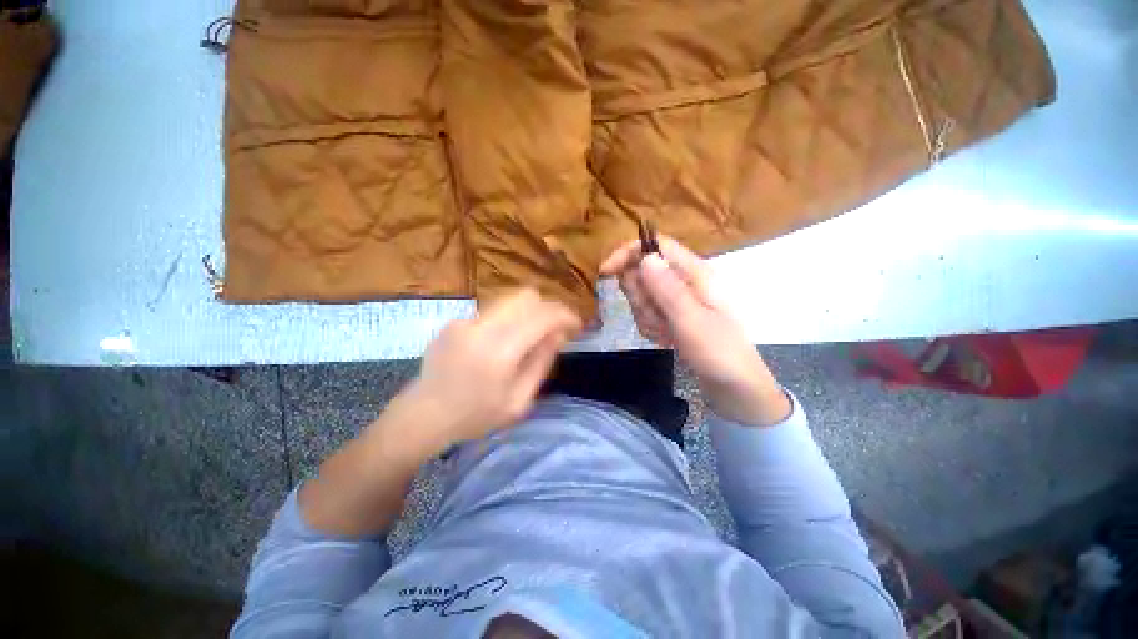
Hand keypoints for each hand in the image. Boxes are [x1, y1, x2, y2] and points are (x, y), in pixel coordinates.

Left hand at [402, 288, 581, 447]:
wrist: (424, 415)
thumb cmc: (475, 416)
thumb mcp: (518, 401)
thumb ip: (541, 363)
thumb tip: (559, 333)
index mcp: (499, 352)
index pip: (542, 316)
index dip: (566, 315)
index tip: (577, 325)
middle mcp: (482, 327)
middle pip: (526, 296)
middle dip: (549, 308)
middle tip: (557, 328)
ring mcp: (465, 320)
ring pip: (510, 300)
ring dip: (529, 312)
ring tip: (533, 334)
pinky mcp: (456, 321)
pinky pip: (493, 311)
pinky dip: (509, 320)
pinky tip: (503, 342)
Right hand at [600, 235, 789, 424]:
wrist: (734, 386)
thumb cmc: (718, 352)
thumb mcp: (690, 320)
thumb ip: (667, 288)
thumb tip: (646, 256)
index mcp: (695, 273)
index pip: (656, 246)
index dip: (628, 253)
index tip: (606, 273)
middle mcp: (685, 281)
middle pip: (644, 272)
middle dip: (640, 297)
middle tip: (657, 318)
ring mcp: (678, 300)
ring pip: (643, 296)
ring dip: (647, 316)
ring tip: (667, 333)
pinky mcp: (673, 316)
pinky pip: (648, 314)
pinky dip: (651, 328)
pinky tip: (666, 340)